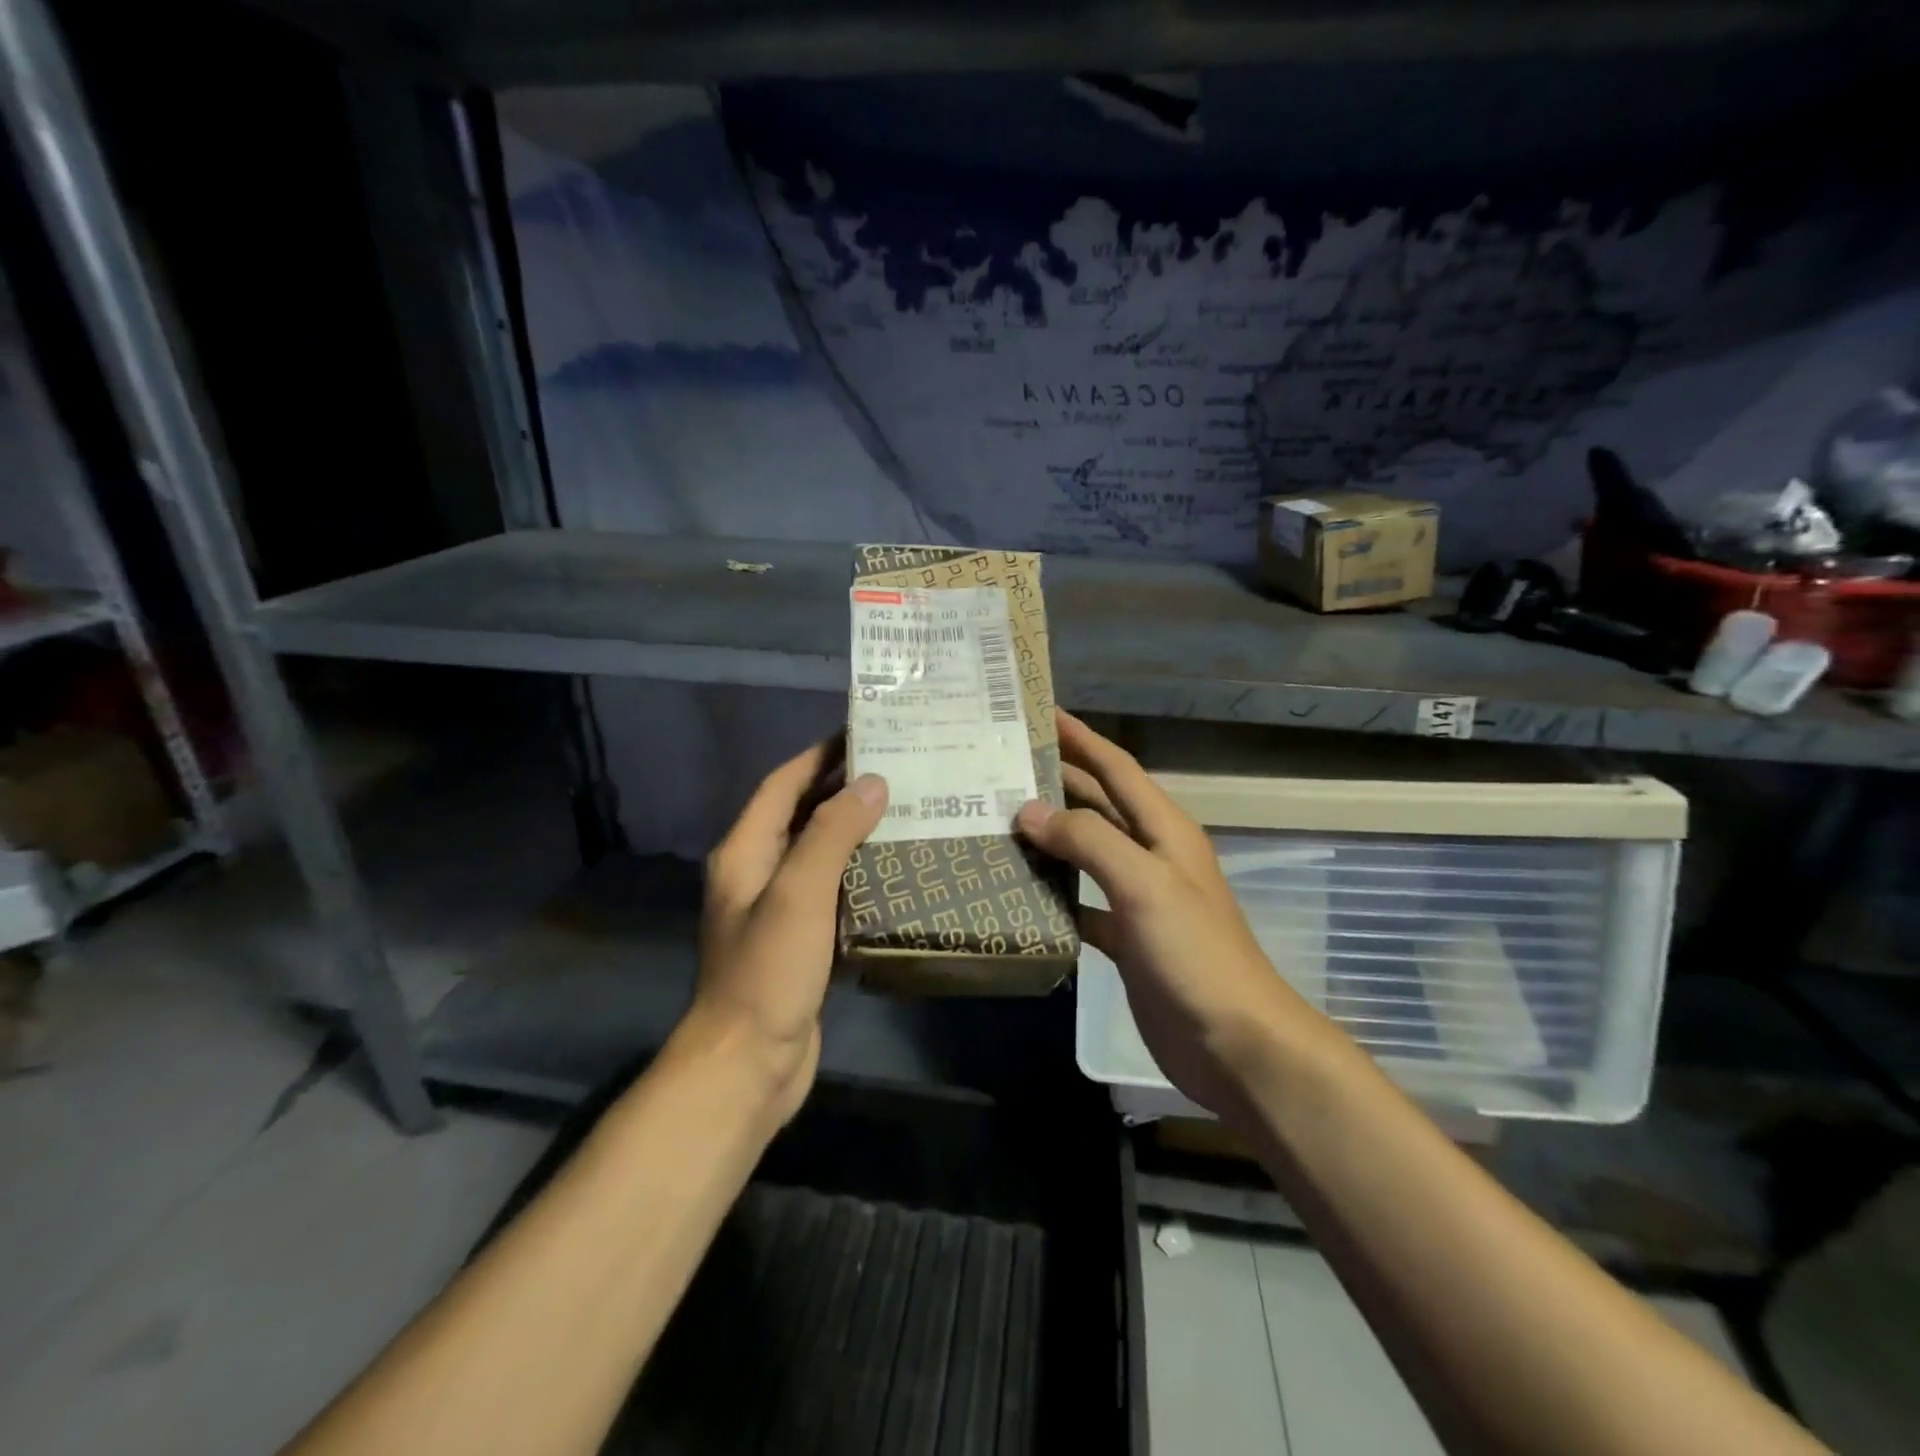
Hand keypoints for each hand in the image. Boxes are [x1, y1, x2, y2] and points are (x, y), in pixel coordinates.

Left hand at [686, 740, 886, 1124]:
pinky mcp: (801, 941)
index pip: (781, 785)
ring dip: (855, 831)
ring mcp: (778, 910)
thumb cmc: (768, 970)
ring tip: (906, 810)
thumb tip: (872, 782)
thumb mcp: (799, 891)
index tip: (861, 733)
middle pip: (801, 815)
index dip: (817, 756)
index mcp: (745, 852)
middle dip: (842, 789)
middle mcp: (757, 873)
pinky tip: (896, 870)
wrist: (749, 1064)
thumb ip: (833, 832)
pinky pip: (832, 891)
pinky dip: (859, 873)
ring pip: (820, 853)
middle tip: (897, 769)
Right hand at [1016, 712, 1332, 1118]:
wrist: (1233, 1042)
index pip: (1117, 768)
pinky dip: (1053, 893)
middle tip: (1003, 765)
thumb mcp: (1144, 885)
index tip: (1041, 713)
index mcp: (1164, 830)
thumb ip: (1089, 841)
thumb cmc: (1194, 953)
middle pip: (1099, 805)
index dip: (1082, 738)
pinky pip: (1081, 902)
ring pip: (1086, 852)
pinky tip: (1019, 891)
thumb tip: (1030, 811)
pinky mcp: (1125, 938)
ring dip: (1050, 835)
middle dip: (1058, 781)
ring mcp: (1138, 898)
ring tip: (1000, 820)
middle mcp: (1151, 855)